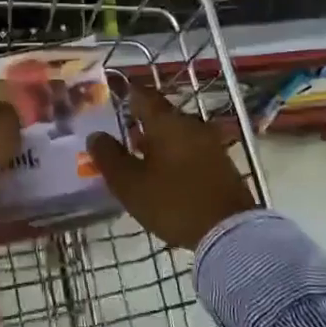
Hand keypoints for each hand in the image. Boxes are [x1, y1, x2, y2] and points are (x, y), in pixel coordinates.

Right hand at [88, 85, 256, 249]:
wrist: (229, 232)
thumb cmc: (173, 202)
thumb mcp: (130, 184)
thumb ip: (109, 156)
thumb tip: (96, 135)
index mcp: (166, 122)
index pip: (142, 96)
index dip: (124, 94)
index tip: (110, 99)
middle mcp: (190, 124)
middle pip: (160, 115)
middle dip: (139, 122)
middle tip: (118, 135)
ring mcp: (209, 143)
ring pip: (175, 133)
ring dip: (156, 141)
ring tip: (136, 157)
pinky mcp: (220, 163)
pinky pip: (189, 149)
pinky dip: (173, 155)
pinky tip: (162, 173)